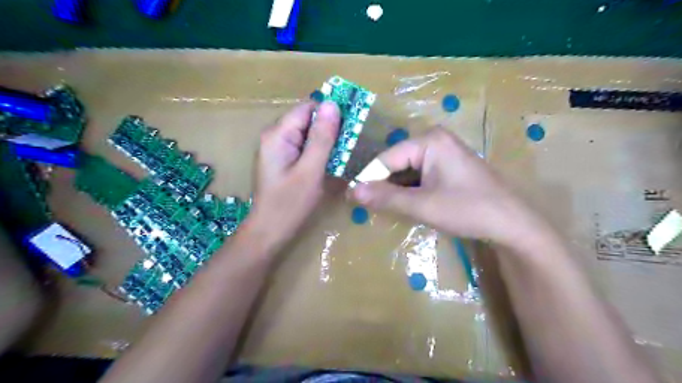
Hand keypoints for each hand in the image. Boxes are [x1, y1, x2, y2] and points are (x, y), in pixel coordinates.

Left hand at [245, 100, 340, 252]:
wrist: (269, 232)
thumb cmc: (290, 204)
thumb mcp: (310, 170)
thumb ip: (321, 137)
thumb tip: (332, 104)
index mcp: (278, 134)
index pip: (308, 108)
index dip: (330, 112)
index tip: (352, 124)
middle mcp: (275, 136)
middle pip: (307, 120)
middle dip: (330, 129)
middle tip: (350, 144)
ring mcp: (277, 148)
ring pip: (308, 134)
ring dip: (326, 141)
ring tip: (344, 155)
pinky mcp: (282, 160)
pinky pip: (304, 147)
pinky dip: (319, 152)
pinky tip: (330, 163)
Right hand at [351, 128, 547, 244]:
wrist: (512, 223)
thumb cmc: (468, 210)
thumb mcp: (423, 205)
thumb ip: (386, 198)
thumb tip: (351, 192)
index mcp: (428, 140)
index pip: (386, 158)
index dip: (369, 179)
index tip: (353, 199)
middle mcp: (434, 139)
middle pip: (396, 162)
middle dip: (383, 185)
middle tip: (367, 207)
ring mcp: (442, 152)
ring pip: (406, 170)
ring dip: (395, 190)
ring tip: (382, 208)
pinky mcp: (447, 165)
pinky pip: (419, 175)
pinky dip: (409, 190)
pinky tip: (405, 204)